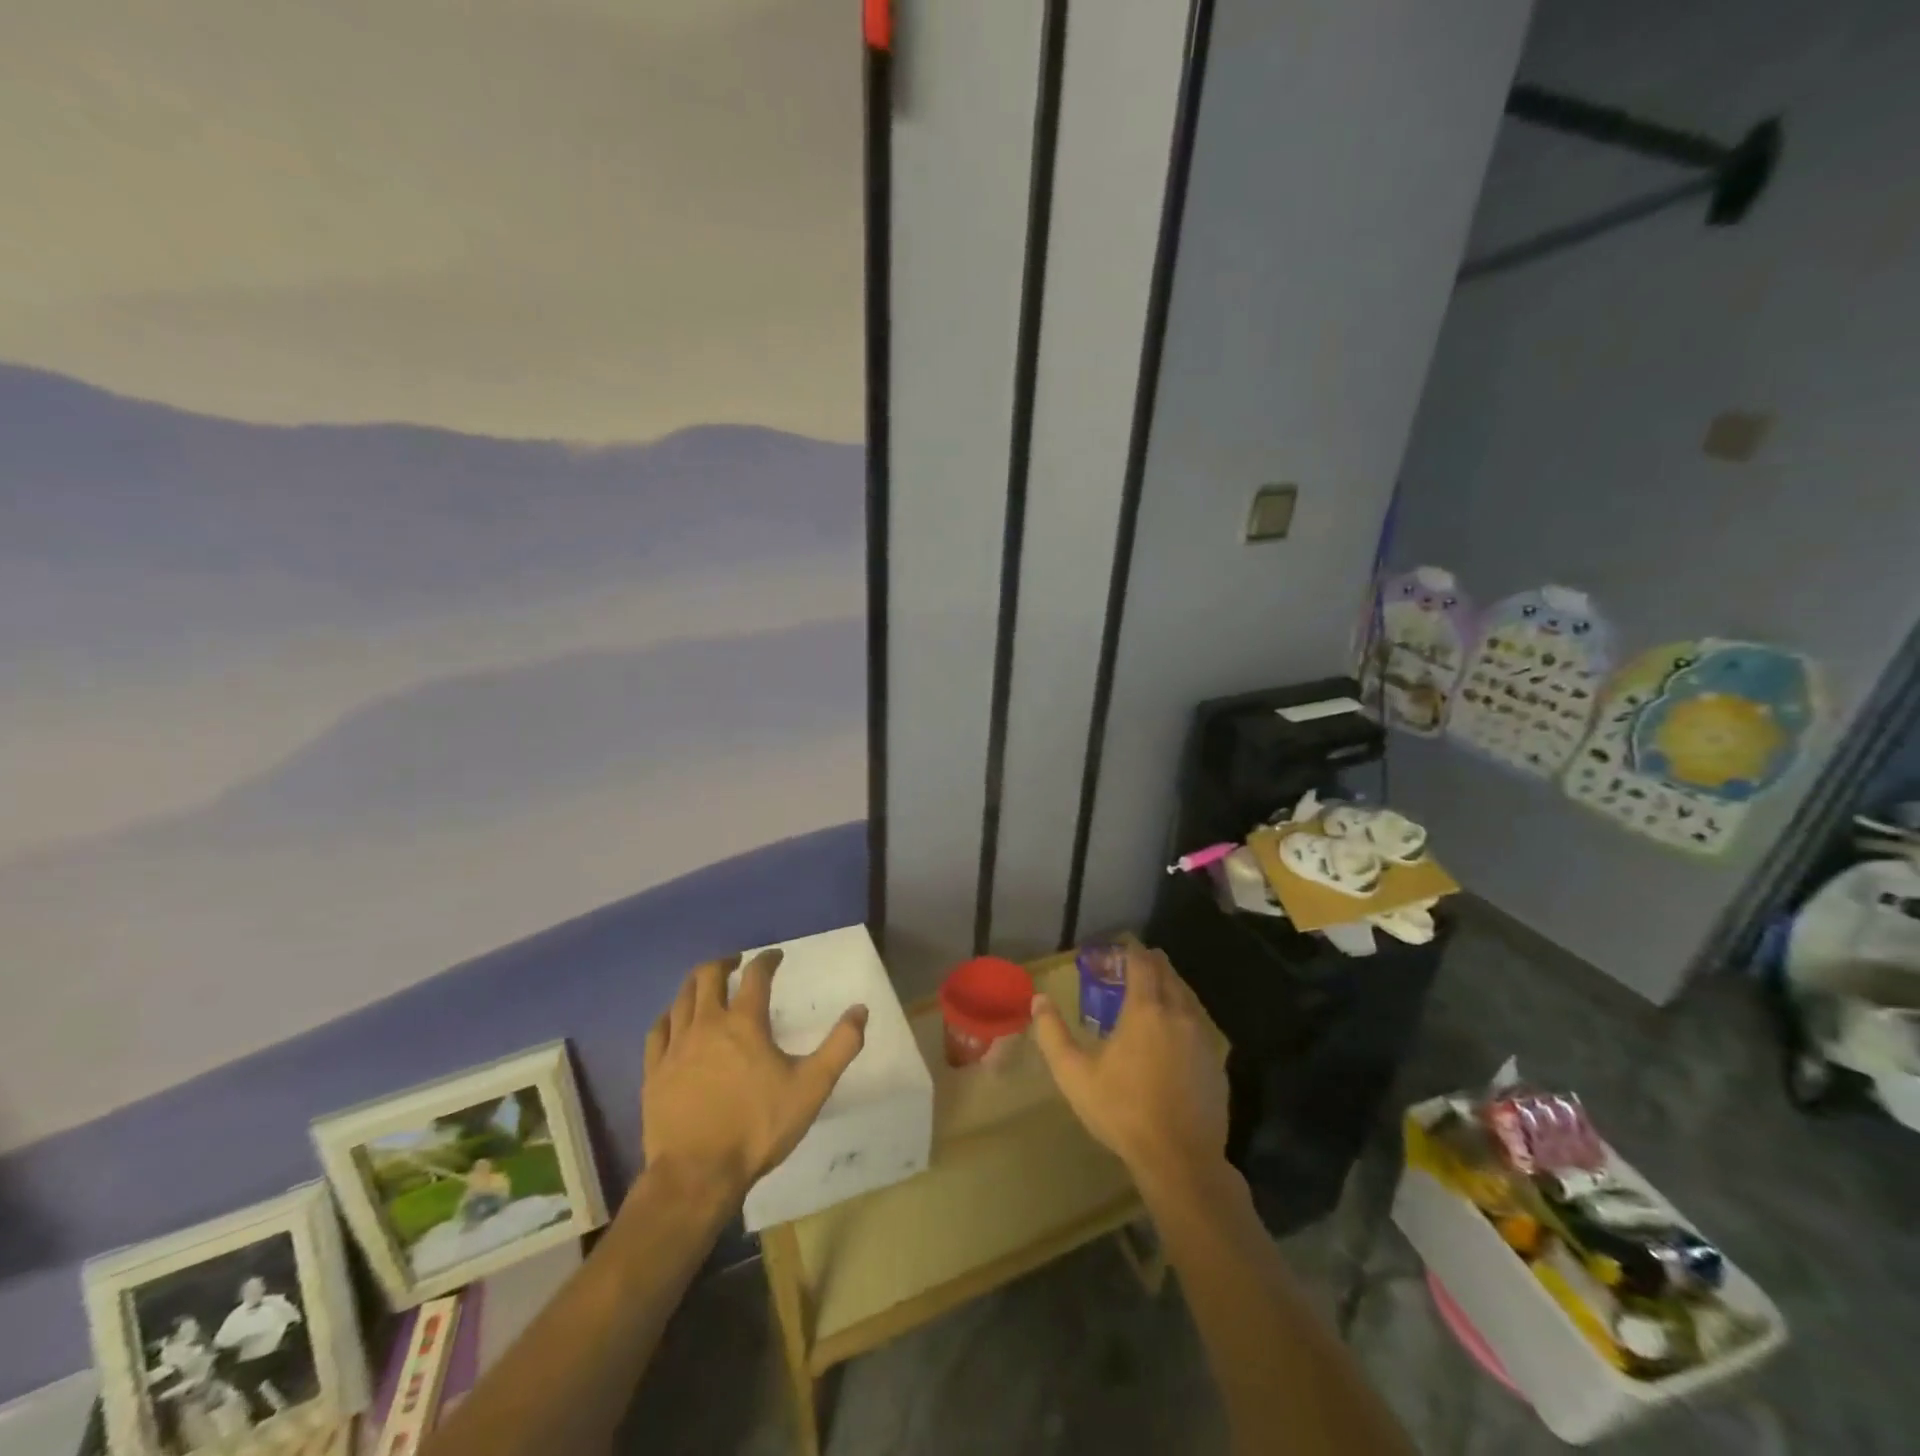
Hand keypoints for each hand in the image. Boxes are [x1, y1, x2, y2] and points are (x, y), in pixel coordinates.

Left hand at [641, 950, 867, 1206]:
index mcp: (745, 1023)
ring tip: (707, 985)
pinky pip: (658, 1030)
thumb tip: (861, 1010)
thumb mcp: (811, 1087)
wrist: (697, 1175)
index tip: (775, 956)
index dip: (767, 960)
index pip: (756, 976)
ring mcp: (676, 1047)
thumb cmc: (758, 1128)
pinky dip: (669, 1016)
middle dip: (724, 963)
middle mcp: (707, 1024)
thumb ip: (840, 1046)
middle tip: (736, 963)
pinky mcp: (654, 1072)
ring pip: (682, 999)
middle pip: (709, 976)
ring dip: (696, 984)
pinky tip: (673, 1020)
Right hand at [1031, 947, 1227, 1191]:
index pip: (1142, 964)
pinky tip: (1174, 1034)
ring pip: (1187, 998)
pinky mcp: (1217, 1062)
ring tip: (1153, 994)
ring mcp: (1202, 1038)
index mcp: (1145, 1010)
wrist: (1180, 1160)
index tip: (1121, 946)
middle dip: (1152, 964)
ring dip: (1170, 988)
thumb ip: (1052, 1034)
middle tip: (1134, 965)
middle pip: (1168, 974)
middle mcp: (1178, 1014)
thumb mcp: (1075, 1075)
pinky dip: (1184, 1016)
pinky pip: (1199, 1025)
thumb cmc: (1123, 1111)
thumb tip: (1038, 999)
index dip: (1132, 950)